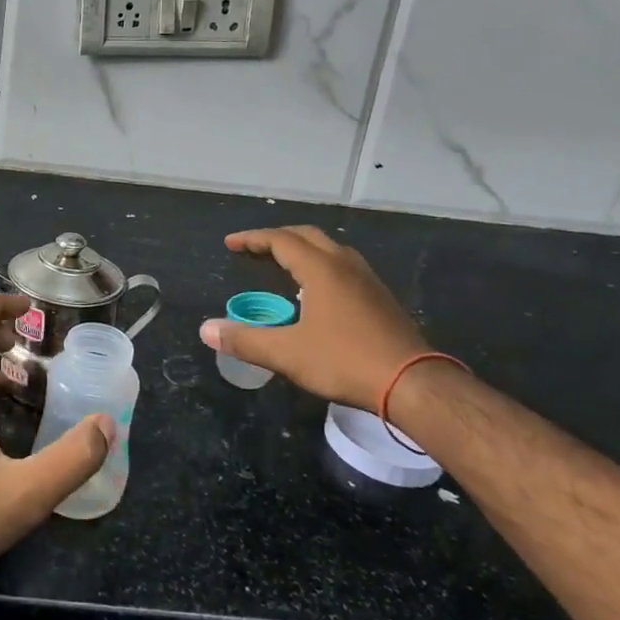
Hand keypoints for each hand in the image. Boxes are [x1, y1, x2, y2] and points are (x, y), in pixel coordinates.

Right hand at [199, 227, 430, 408]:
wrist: (413, 384)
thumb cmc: (345, 361)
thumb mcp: (287, 354)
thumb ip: (245, 340)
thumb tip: (206, 330)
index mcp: (320, 269)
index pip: (280, 240)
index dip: (252, 239)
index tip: (230, 244)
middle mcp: (344, 265)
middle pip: (307, 236)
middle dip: (277, 238)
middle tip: (254, 249)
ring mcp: (367, 280)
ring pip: (330, 249)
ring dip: (303, 249)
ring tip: (284, 264)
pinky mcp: (381, 298)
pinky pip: (344, 266)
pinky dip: (322, 265)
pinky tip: (318, 291)